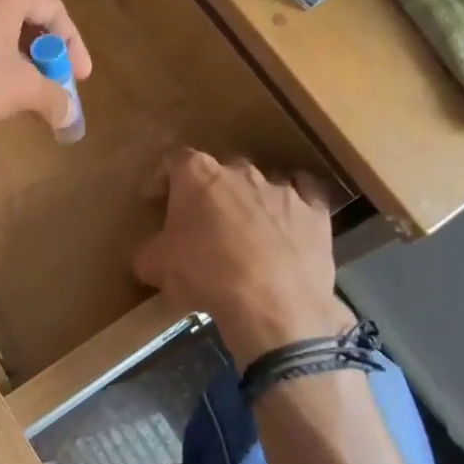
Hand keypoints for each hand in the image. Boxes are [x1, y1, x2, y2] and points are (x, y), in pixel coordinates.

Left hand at [0, 0, 92, 145]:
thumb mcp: (21, 91)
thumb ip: (53, 98)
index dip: (73, 45)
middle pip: (22, 16)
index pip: (54, 9)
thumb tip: (71, 116)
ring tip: (20, 89)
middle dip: (42, 52)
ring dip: (13, 58)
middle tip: (52, 81)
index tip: (80, 77)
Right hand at [132, 149, 354, 365]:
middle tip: (201, 221)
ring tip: (245, 232)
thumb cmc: (206, 274)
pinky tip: (290, 221)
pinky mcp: (315, 212)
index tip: (156, 200)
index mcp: (198, 175)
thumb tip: (150, 254)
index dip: (163, 177)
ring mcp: (281, 188)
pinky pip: (307, 193)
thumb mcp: (156, 267)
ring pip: (261, 183)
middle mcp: (240, 171)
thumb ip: (149, 251)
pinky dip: (295, 204)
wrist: (273, 304)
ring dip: (250, 201)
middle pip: (219, 170)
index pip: (174, 159)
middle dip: (209, 191)